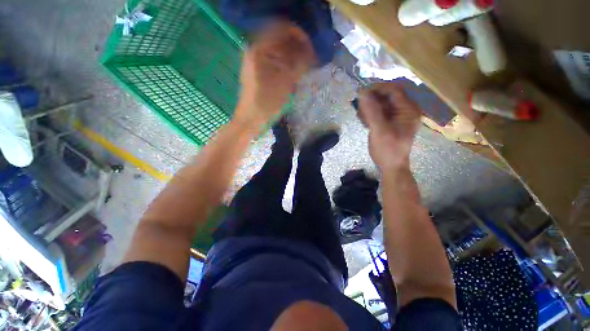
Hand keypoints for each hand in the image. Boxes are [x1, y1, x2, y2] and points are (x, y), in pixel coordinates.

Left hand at [235, 21, 315, 129]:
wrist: (250, 120)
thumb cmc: (266, 104)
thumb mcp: (285, 85)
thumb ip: (299, 66)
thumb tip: (311, 54)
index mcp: (259, 50)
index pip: (282, 30)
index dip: (299, 36)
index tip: (311, 49)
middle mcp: (255, 50)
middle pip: (280, 40)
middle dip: (297, 47)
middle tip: (310, 59)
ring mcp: (254, 61)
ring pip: (277, 51)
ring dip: (292, 56)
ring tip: (304, 67)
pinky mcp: (256, 71)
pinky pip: (273, 61)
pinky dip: (285, 64)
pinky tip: (293, 73)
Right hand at [358, 83, 420, 168]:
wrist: (391, 166)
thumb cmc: (388, 149)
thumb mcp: (379, 130)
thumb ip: (371, 111)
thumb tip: (362, 92)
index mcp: (408, 109)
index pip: (394, 90)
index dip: (377, 89)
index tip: (361, 94)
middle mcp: (404, 110)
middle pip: (386, 96)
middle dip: (371, 100)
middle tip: (359, 108)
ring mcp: (397, 116)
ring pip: (381, 104)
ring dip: (369, 108)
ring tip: (360, 117)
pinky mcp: (390, 122)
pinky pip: (379, 112)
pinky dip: (370, 114)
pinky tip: (364, 121)